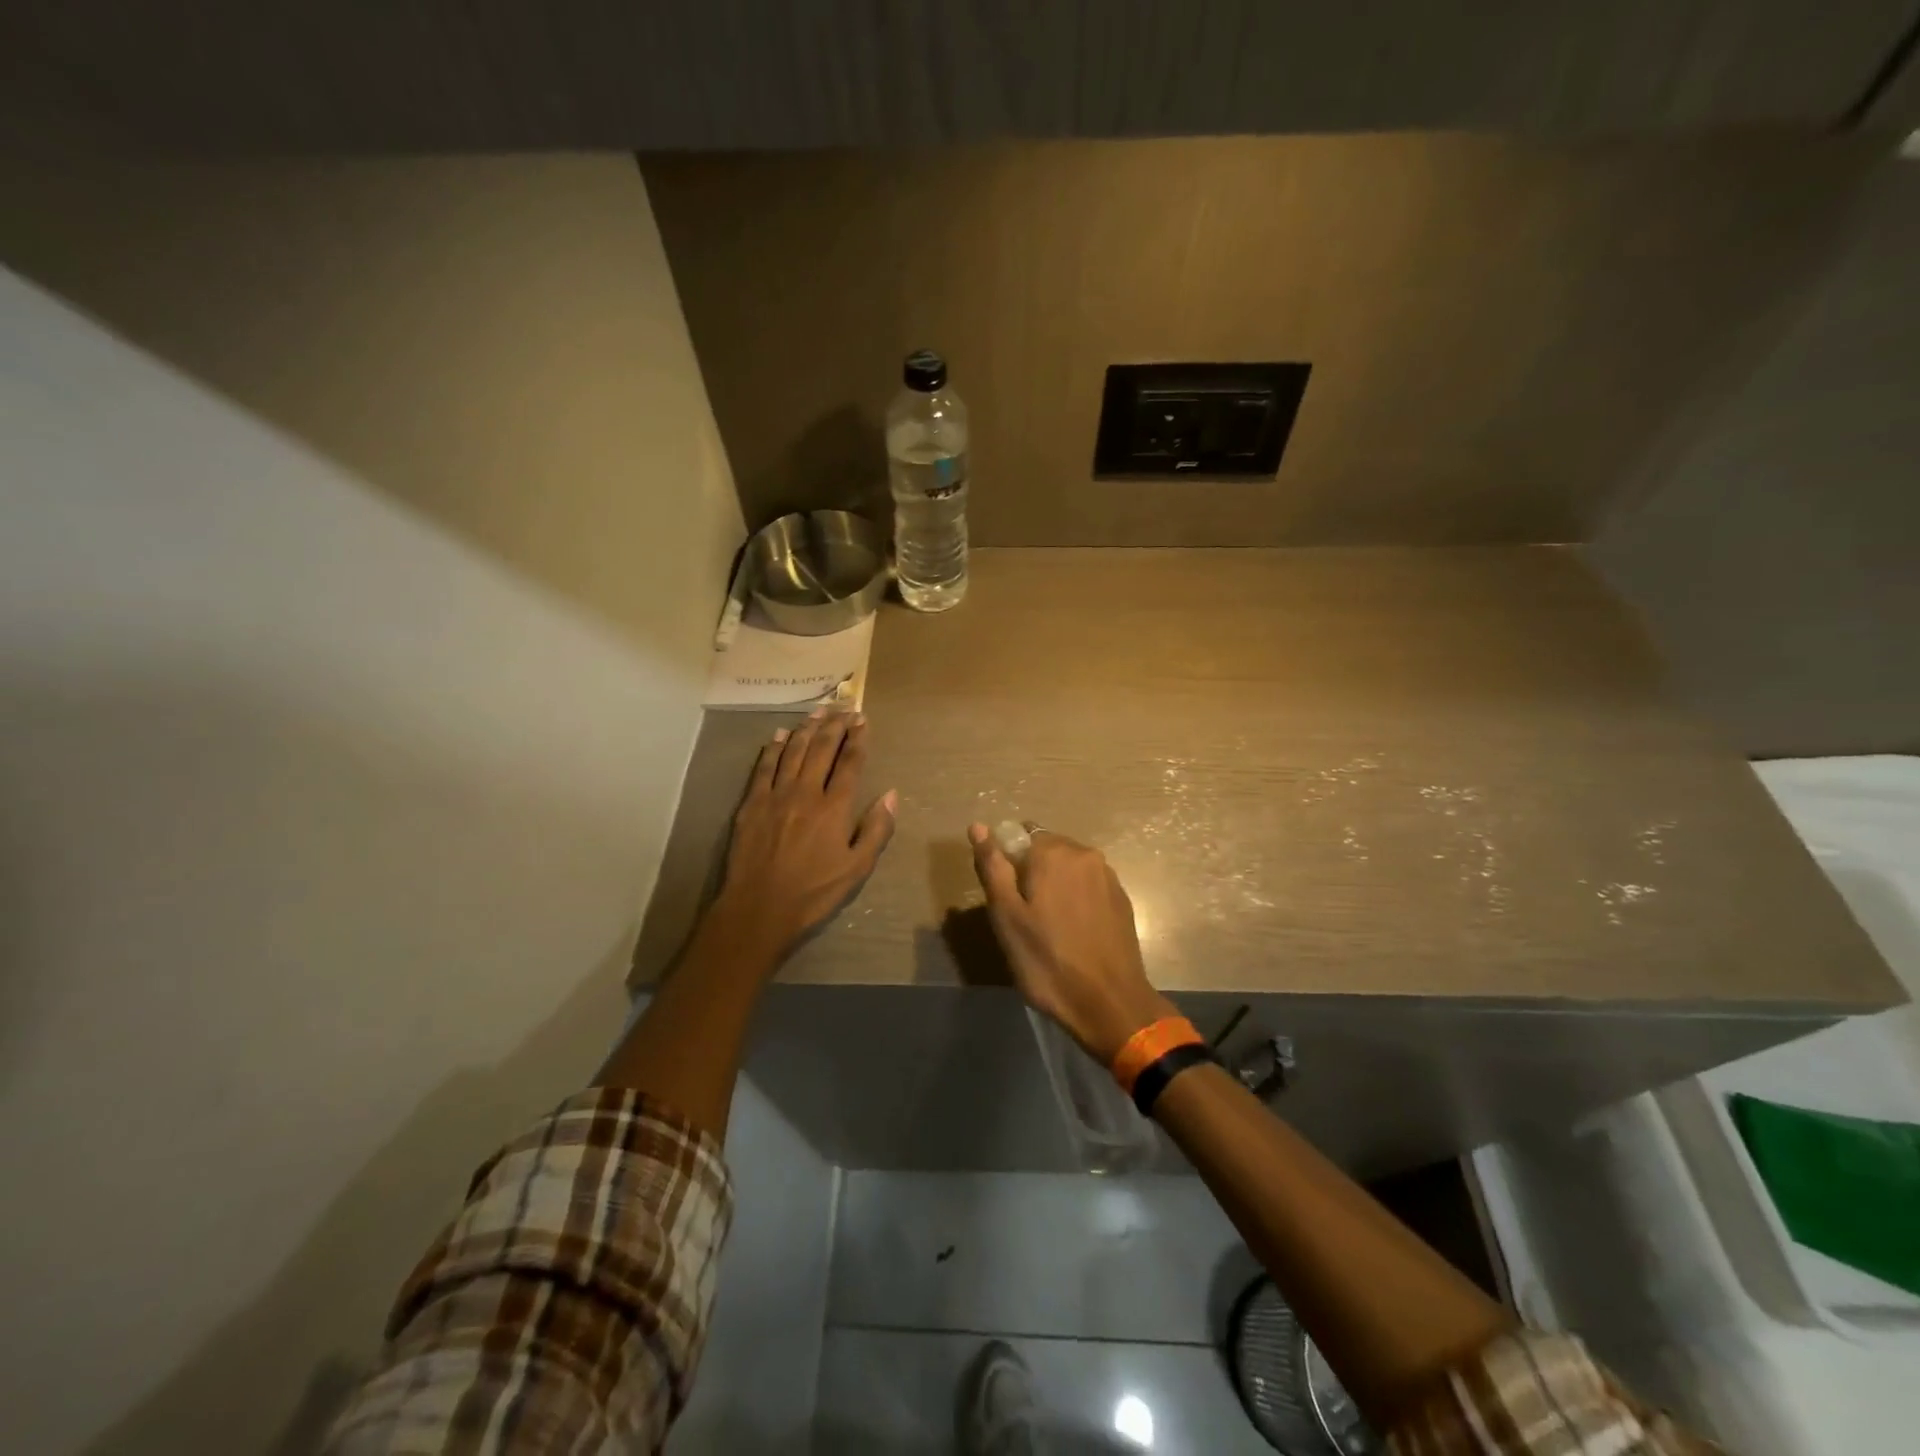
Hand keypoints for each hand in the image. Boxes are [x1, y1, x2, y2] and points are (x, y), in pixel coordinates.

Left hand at [716, 708, 897, 960]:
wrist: (759, 908)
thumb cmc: (814, 892)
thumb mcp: (857, 869)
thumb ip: (876, 830)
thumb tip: (891, 794)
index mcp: (834, 808)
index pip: (850, 763)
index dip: (858, 738)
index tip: (863, 720)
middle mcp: (806, 792)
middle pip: (821, 749)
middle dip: (835, 725)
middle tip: (843, 708)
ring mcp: (775, 795)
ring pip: (792, 751)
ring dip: (806, 729)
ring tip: (817, 712)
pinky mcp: (751, 803)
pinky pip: (764, 767)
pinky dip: (773, 748)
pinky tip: (779, 735)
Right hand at [968, 824, 1176, 1062]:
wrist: (1109, 1003)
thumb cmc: (1048, 961)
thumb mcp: (1007, 917)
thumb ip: (993, 867)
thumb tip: (978, 826)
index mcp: (1053, 853)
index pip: (1019, 834)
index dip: (1006, 862)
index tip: (1004, 897)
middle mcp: (1084, 854)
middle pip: (1046, 848)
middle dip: (1030, 871)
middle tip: (1022, 915)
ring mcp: (1108, 876)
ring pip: (1069, 867)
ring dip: (1054, 884)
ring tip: (1048, 925)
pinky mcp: (1121, 898)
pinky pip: (1088, 885)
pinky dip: (1075, 897)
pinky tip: (1072, 930)